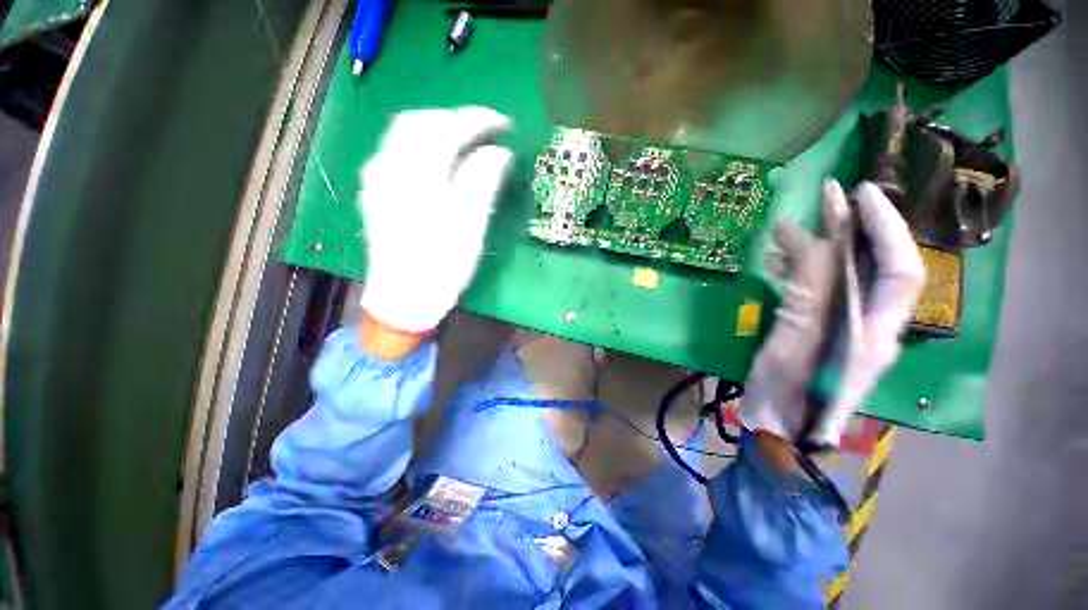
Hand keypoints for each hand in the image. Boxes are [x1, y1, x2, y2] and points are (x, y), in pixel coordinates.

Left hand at [358, 107, 514, 335]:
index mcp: (415, 178)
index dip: (479, 121)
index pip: (447, 129)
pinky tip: (440, 158)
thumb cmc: (441, 268)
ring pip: (404, 133)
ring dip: (438, 128)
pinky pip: (396, 150)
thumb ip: (482, 184)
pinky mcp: (375, 191)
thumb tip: (499, 153)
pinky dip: (423, 143)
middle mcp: (387, 168)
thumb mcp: (469, 229)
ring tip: (466, 139)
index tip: (505, 125)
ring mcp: (376, 179)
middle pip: (419, 121)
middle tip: (486, 130)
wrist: (403, 300)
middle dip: (455, 118)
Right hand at [740, 181, 925, 447]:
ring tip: (792, 223)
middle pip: (873, 266)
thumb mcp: (795, 339)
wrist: (777, 427)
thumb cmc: (788, 391)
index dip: (885, 227)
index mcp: (877, 331)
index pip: (900, 269)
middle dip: (855, 226)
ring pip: (842, 275)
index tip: (858, 194)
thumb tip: (808, 238)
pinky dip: (797, 269)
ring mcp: (843, 327)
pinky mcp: (819, 329)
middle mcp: (870, 324)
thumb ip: (808, 289)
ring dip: (820, 245)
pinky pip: (815, 289)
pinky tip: (774, 258)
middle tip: (829, 193)